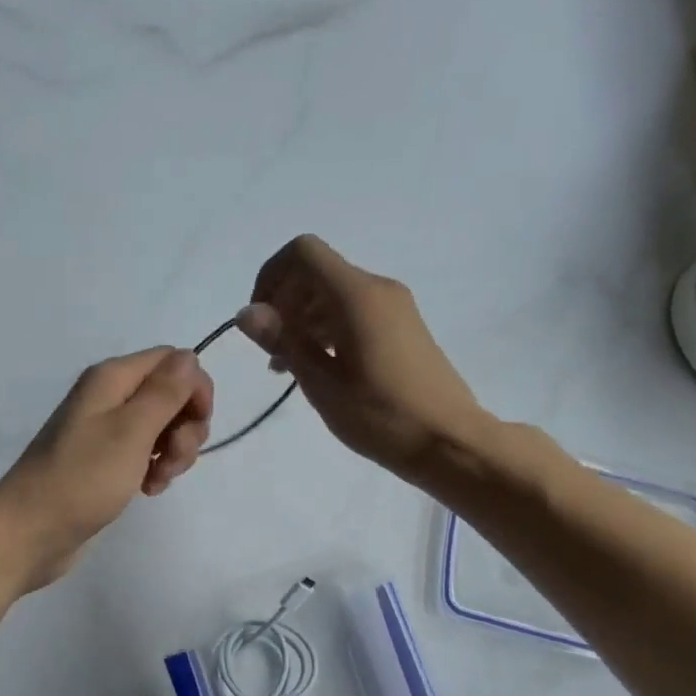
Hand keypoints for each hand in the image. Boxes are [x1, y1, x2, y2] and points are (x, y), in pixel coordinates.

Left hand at [0, 347, 212, 590]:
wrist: (31, 530)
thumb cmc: (83, 478)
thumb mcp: (131, 431)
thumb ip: (165, 391)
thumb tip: (190, 356)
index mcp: (112, 378)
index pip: (173, 360)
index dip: (195, 388)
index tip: (199, 423)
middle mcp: (109, 397)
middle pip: (170, 394)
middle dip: (186, 426)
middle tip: (173, 458)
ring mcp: (106, 431)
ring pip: (162, 427)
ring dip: (173, 452)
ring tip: (158, 479)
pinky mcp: (105, 462)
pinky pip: (145, 454)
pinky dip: (155, 469)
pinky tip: (149, 490)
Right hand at [240, 234, 483, 482]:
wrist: (449, 442)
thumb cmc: (381, 416)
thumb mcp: (322, 382)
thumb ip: (284, 340)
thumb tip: (246, 312)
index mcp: (357, 295)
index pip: (302, 253)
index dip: (271, 276)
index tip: (260, 321)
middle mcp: (378, 289)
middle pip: (317, 272)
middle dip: (284, 302)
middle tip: (271, 352)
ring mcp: (394, 307)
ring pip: (334, 294)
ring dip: (303, 320)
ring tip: (288, 368)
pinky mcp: (403, 327)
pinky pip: (354, 312)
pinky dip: (327, 329)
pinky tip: (318, 368)